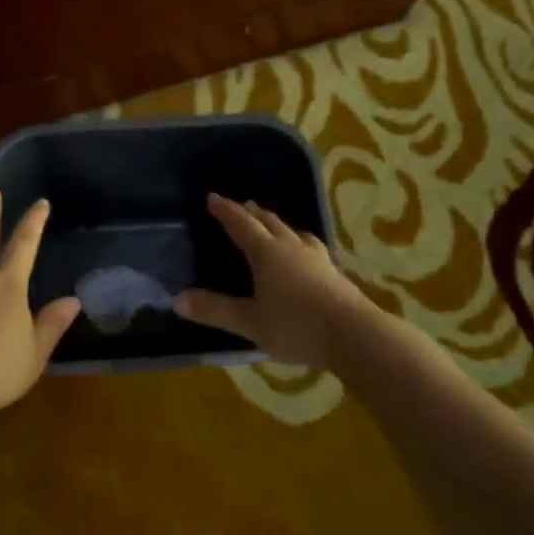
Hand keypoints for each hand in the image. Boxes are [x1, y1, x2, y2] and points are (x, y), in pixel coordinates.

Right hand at [173, 194, 379, 367]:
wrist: (356, 336)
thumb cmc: (297, 326)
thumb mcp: (250, 322)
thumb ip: (214, 310)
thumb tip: (177, 299)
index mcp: (266, 253)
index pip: (241, 224)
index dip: (226, 211)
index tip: (213, 197)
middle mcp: (291, 247)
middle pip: (269, 222)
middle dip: (253, 213)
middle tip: (243, 206)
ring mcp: (317, 259)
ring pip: (294, 232)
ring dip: (279, 225)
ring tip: (275, 225)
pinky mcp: (336, 274)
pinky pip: (312, 248)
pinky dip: (301, 243)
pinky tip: (307, 254)